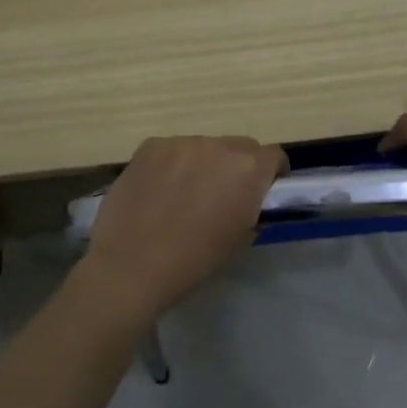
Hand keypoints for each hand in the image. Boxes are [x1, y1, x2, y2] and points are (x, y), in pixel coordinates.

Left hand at [78, 136, 288, 321]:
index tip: (264, 189)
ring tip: (184, 192)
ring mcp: (181, 142)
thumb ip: (252, 209)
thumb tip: (249, 200)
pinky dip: (172, 164)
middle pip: (239, 146)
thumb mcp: (240, 238)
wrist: (133, 265)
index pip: (274, 155)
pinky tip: (158, 189)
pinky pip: (172, 150)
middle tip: (223, 192)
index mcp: (247, 169)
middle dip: (238, 165)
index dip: (272, 172)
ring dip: (203, 163)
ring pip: (203, 146)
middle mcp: (218, 146)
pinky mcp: (151, 146)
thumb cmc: (195, 259)